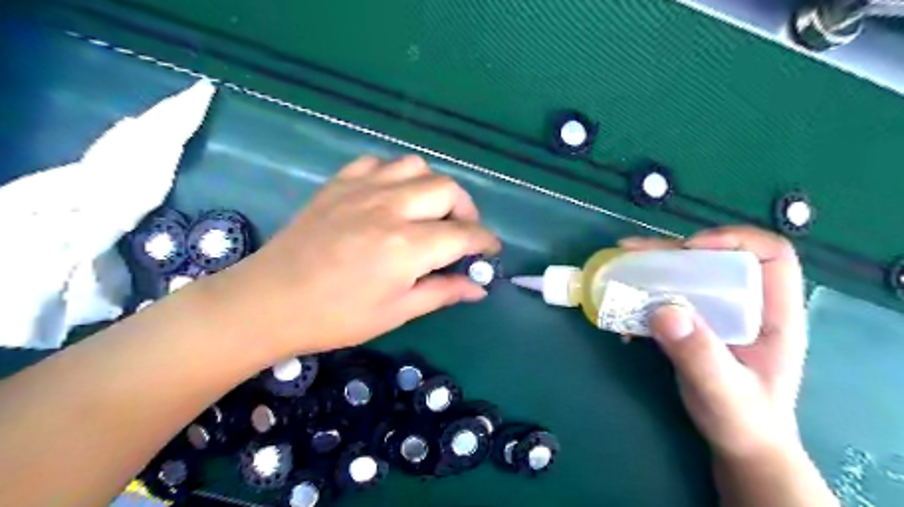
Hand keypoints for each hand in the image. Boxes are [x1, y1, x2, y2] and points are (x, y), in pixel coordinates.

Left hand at [213, 154, 500, 355]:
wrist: (269, 301)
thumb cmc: (336, 316)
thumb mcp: (396, 312)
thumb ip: (442, 292)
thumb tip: (478, 286)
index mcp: (406, 246)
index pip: (464, 234)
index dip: (485, 241)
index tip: (490, 250)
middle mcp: (390, 208)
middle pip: (447, 189)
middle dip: (466, 210)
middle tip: (461, 233)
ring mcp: (362, 189)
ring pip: (416, 167)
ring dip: (432, 188)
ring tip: (428, 212)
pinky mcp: (339, 183)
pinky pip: (379, 162)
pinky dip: (395, 175)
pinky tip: (390, 197)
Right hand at [622, 228, 803, 461]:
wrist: (738, 441)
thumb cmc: (744, 420)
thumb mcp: (724, 392)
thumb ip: (699, 355)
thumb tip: (664, 310)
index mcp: (773, 313)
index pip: (770, 255)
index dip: (733, 240)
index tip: (689, 250)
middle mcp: (747, 303)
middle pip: (716, 257)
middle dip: (673, 251)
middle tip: (633, 253)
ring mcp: (719, 311)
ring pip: (688, 273)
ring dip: (652, 268)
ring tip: (619, 267)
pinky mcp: (695, 321)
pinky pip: (668, 294)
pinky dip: (643, 293)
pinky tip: (623, 306)